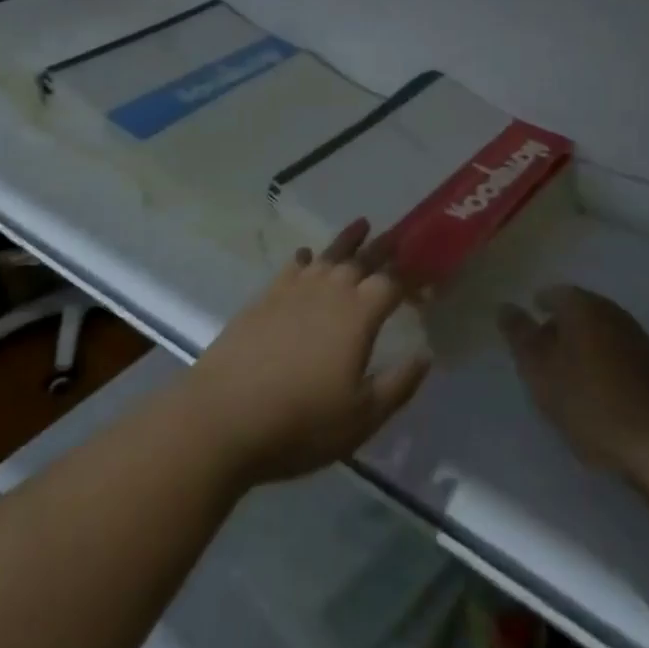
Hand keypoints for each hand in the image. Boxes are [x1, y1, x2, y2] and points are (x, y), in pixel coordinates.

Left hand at [179, 220, 429, 486]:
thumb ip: (398, 385)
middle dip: (383, 248)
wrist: (222, 417)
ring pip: (328, 255)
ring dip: (348, 239)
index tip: (426, 276)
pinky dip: (304, 258)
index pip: (392, 284)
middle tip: (399, 234)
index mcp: (358, 315)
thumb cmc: (300, 423)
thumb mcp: (361, 418)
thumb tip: (425, 356)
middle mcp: (329, 291)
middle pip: (362, 260)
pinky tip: (305, 255)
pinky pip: (292, 267)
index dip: (411, 278)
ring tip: (362, 223)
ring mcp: (294, 290)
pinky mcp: (264, 298)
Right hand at [499, 285, 648, 478]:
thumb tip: (505, 306)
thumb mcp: (540, 370)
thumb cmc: (589, 400)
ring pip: (598, 333)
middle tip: (542, 354)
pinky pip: (616, 354)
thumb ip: (520, 336)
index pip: (554, 293)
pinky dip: (601, 364)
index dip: (539, 306)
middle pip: (578, 311)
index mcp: (582, 305)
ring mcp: (635, 337)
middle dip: (559, 328)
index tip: (527, 326)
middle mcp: (610, 311)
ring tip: (566, 377)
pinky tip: (596, 391)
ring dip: (582, 347)